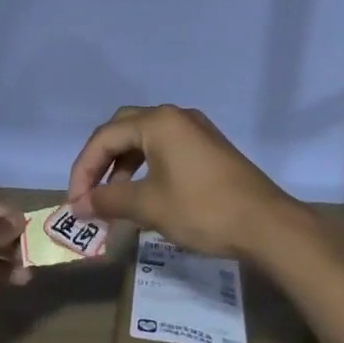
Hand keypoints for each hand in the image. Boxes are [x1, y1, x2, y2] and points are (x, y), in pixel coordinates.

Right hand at [66, 105, 310, 260]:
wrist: (267, 225)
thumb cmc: (203, 210)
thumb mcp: (149, 206)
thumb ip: (108, 200)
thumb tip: (78, 205)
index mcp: (158, 122)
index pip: (104, 137)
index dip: (83, 169)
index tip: (76, 201)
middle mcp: (175, 117)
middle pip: (122, 130)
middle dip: (100, 161)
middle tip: (89, 191)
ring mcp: (195, 130)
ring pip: (144, 139)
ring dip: (123, 165)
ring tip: (114, 197)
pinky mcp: (208, 147)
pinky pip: (165, 148)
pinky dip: (146, 167)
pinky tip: (144, 194)